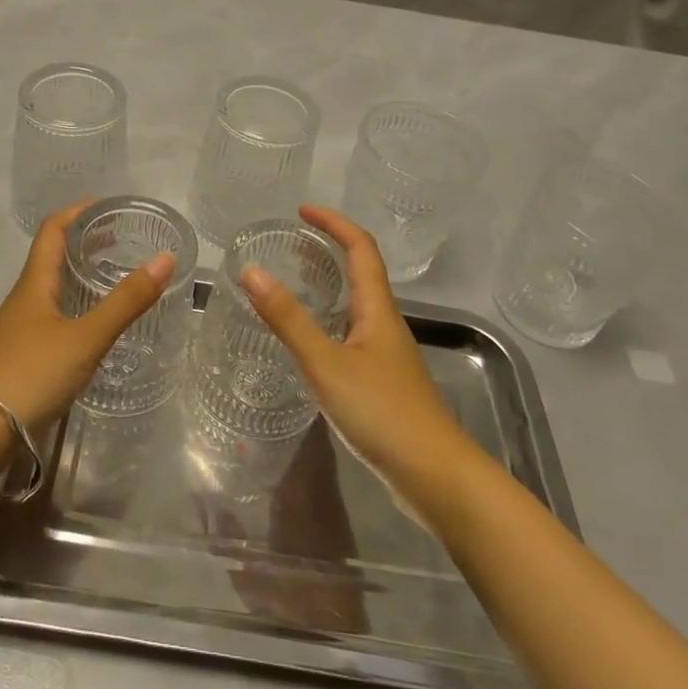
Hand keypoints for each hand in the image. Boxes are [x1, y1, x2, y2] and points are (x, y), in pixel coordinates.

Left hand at [0, 202, 175, 434]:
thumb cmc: (31, 374)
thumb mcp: (86, 337)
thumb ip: (126, 301)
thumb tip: (165, 259)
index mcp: (35, 283)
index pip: (53, 230)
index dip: (78, 211)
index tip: (110, 206)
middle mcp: (25, 299)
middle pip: (53, 256)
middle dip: (86, 242)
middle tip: (123, 241)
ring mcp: (20, 329)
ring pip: (53, 288)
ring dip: (81, 275)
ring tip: (115, 278)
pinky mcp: (22, 356)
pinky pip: (53, 316)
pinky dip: (77, 306)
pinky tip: (95, 326)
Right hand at [240, 205, 473, 502]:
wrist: (436, 476)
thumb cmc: (383, 413)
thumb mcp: (326, 363)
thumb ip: (288, 319)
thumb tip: (251, 271)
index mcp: (378, 309)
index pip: (361, 248)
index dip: (335, 223)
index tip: (302, 211)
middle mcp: (386, 323)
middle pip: (362, 272)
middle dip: (330, 250)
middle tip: (289, 247)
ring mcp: (387, 354)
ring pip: (357, 305)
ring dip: (329, 286)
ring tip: (292, 285)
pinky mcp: (384, 381)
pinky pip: (353, 333)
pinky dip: (329, 320)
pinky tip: (309, 342)